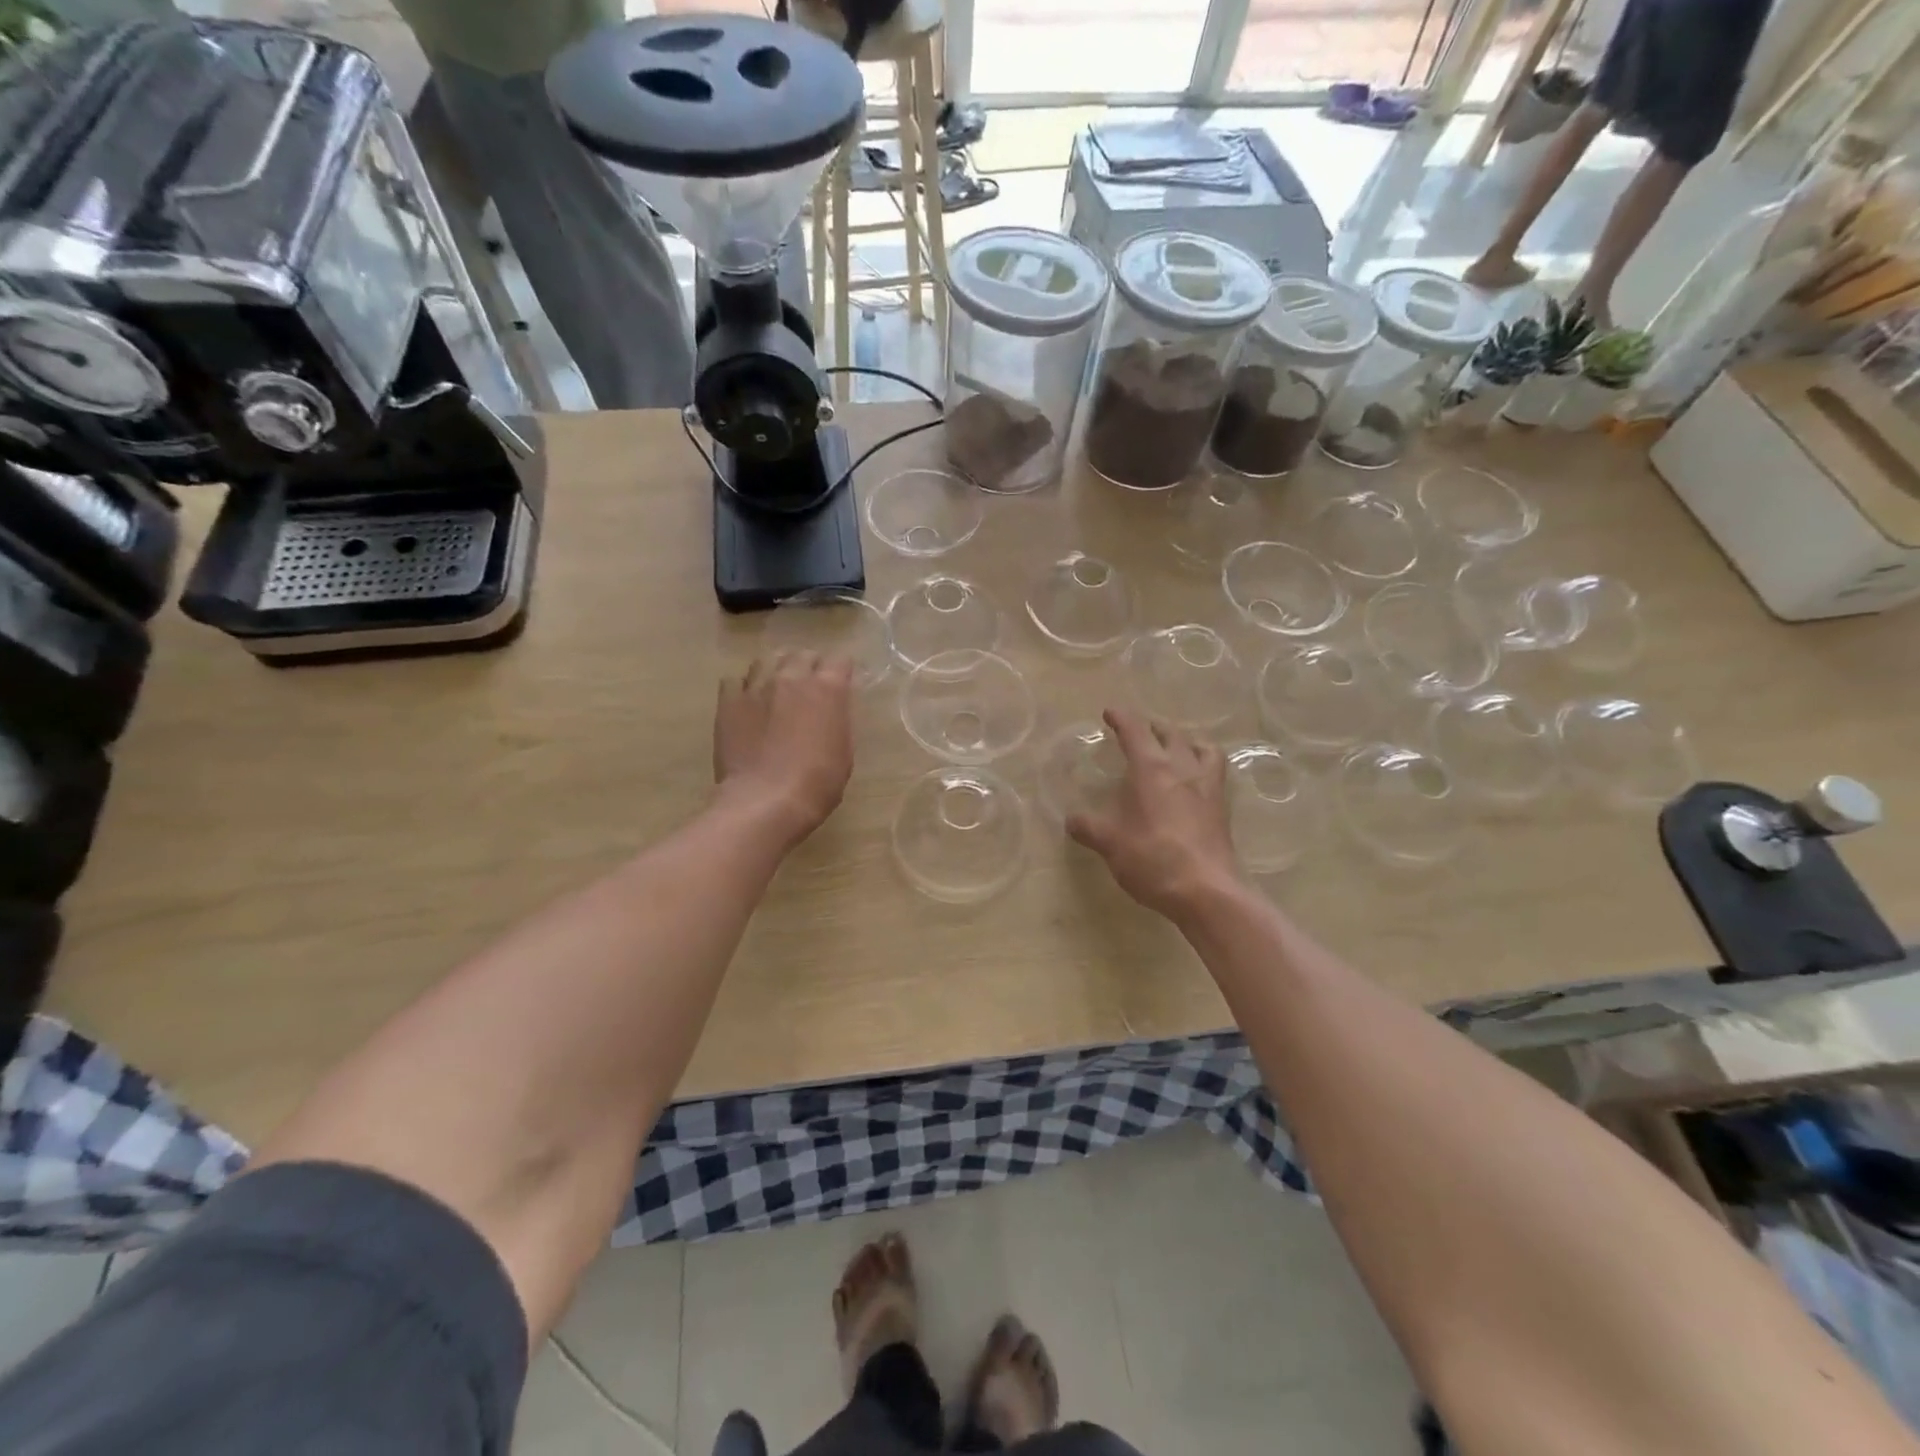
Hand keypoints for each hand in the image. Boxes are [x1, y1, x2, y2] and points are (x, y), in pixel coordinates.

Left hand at [714, 651, 854, 848]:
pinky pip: (734, 681)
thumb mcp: (844, 751)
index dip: (841, 672)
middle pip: (802, 655)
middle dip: (808, 667)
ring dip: (775, 671)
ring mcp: (757, 686)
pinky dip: (743, 688)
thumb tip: (831, 711)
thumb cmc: (817, 783)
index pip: (840, 661)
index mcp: (828, 688)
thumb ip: (837, 720)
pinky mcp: (729, 702)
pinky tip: (747, 704)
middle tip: (808, 688)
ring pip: (766, 661)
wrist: (766, 801)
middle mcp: (792, 677)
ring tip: (774, 690)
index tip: (841, 684)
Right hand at [1066, 708, 1239, 920]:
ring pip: (1200, 747)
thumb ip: (1088, 827)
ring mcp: (1207, 786)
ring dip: (1184, 740)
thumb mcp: (1110, 843)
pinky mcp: (1221, 807)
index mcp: (1151, 768)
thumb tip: (1071, 820)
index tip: (1110, 713)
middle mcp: (1182, 768)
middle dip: (1151, 726)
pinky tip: (1194, 779)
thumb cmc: (1152, 859)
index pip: (1135, 731)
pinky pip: (1215, 771)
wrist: (1206, 890)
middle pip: (1169, 733)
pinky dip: (1204, 763)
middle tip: (1138, 731)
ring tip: (1174, 747)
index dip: (1121, 718)